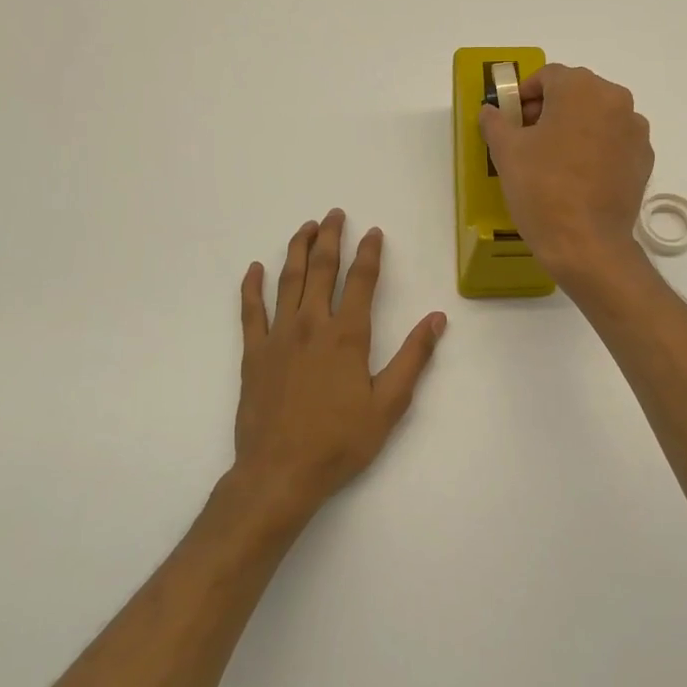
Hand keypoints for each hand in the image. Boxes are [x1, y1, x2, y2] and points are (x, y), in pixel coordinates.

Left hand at [233, 209, 446, 512]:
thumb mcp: (389, 404)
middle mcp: (311, 325)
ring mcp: (277, 337)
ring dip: (297, 250)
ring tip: (305, 228)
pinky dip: (251, 286)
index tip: (373, 232)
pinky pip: (250, 311)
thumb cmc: (340, 441)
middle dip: (330, 238)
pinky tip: (255, 268)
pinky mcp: (253, 354)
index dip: (369, 253)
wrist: (279, 472)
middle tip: (335, 214)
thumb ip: (413, 357)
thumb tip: (436, 318)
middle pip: (321, 269)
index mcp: (347, 335)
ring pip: (287, 281)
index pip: (360, 280)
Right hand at [478, 64, 653, 285]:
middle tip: (527, 138)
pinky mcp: (644, 160)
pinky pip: (615, 143)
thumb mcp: (506, 152)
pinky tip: (579, 176)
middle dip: (550, 109)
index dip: (524, 94)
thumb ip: (496, 122)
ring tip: (554, 159)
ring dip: (575, 128)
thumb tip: (491, 111)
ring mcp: (636, 131)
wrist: (586, 243)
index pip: (548, 76)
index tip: (511, 119)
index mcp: (581, 88)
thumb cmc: (542, 188)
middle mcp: (616, 100)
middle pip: (576, 93)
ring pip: (598, 117)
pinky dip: (596, 149)